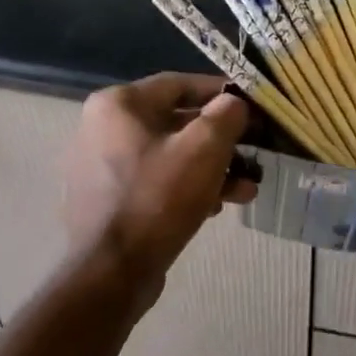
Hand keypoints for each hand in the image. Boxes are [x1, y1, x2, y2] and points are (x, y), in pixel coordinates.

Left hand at [64, 73, 255, 293]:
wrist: (113, 271)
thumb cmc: (159, 198)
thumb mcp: (205, 149)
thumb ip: (226, 115)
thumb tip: (235, 103)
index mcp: (119, 105)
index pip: (180, 85)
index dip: (222, 93)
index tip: (252, 108)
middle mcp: (103, 128)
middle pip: (177, 123)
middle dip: (221, 141)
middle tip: (253, 155)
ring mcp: (101, 166)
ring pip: (170, 155)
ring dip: (211, 169)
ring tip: (244, 190)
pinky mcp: (108, 199)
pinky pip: (156, 180)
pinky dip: (187, 187)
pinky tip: (216, 207)